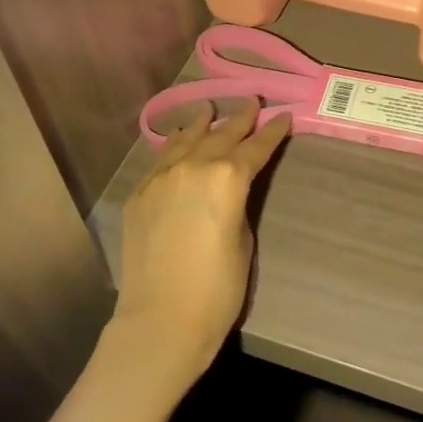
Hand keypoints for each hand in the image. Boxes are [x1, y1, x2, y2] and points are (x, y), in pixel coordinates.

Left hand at [115, 101, 290, 392]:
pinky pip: (161, 159)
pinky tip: (179, 140)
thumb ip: (238, 202)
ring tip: (209, 108)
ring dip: (201, 123)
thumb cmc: (218, 288)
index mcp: (228, 177)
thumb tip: (230, 188)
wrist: (162, 320)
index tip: (282, 117)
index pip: (255, 147)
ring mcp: (161, 177)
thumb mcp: (244, 239)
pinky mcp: (140, 194)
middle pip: (221, 134)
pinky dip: (174, 146)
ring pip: (185, 140)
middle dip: (239, 118)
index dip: (272, 132)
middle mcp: (193, 166)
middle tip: (252, 102)